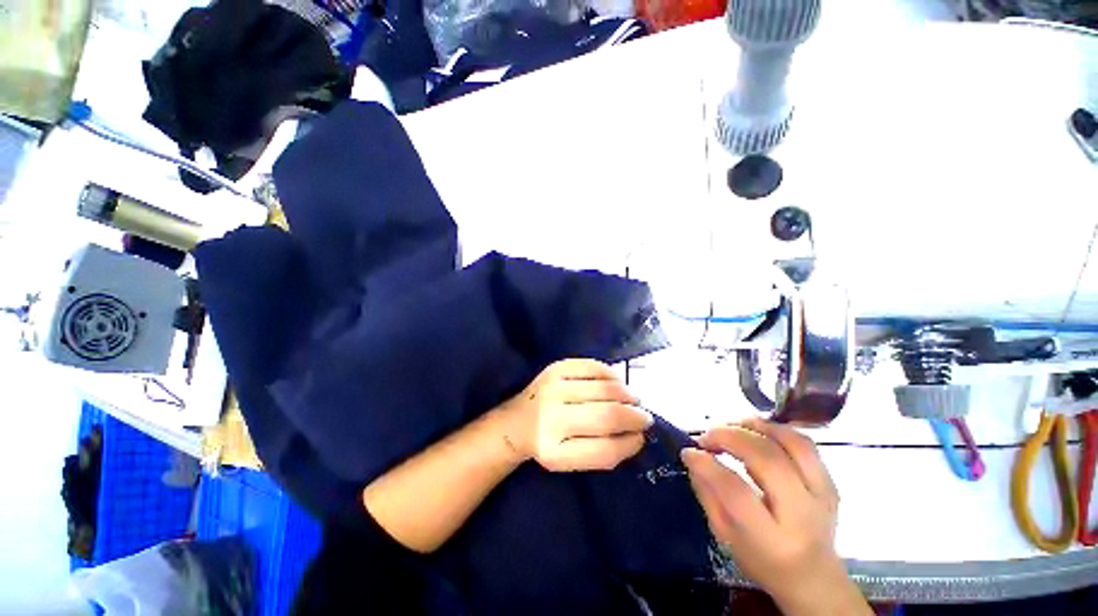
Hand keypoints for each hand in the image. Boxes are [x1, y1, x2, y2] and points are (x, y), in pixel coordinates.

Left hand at [501, 359, 653, 471]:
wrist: (516, 422)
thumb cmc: (548, 444)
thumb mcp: (570, 461)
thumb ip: (602, 452)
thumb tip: (637, 435)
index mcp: (555, 452)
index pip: (604, 450)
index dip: (630, 444)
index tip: (642, 438)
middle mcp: (552, 418)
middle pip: (607, 416)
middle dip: (635, 416)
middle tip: (645, 417)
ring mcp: (553, 388)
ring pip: (604, 389)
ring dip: (627, 394)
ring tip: (634, 399)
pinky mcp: (555, 369)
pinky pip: (593, 366)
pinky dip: (611, 375)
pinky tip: (617, 383)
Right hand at [681, 418, 869, 615]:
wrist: (814, 577)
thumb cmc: (761, 560)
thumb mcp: (725, 536)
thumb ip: (707, 494)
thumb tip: (692, 457)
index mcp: (771, 538)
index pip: (736, 491)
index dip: (708, 465)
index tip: (689, 451)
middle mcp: (802, 514)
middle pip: (766, 459)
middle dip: (729, 437)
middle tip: (706, 436)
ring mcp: (822, 495)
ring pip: (791, 444)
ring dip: (754, 427)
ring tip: (729, 426)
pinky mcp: (830, 482)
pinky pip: (805, 444)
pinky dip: (775, 429)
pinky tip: (755, 430)